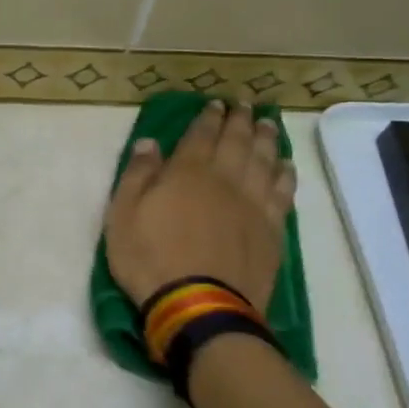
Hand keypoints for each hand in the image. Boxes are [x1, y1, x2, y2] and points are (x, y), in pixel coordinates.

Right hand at [105, 101, 297, 309]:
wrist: (198, 304)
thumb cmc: (150, 259)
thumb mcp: (122, 216)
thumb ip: (137, 176)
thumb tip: (149, 143)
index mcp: (187, 172)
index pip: (201, 134)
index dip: (209, 116)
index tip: (216, 103)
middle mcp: (225, 179)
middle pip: (238, 141)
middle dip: (241, 120)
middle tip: (245, 105)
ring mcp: (253, 203)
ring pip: (265, 160)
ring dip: (267, 139)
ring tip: (268, 123)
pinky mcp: (272, 229)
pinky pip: (283, 192)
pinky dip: (285, 174)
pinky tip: (285, 166)